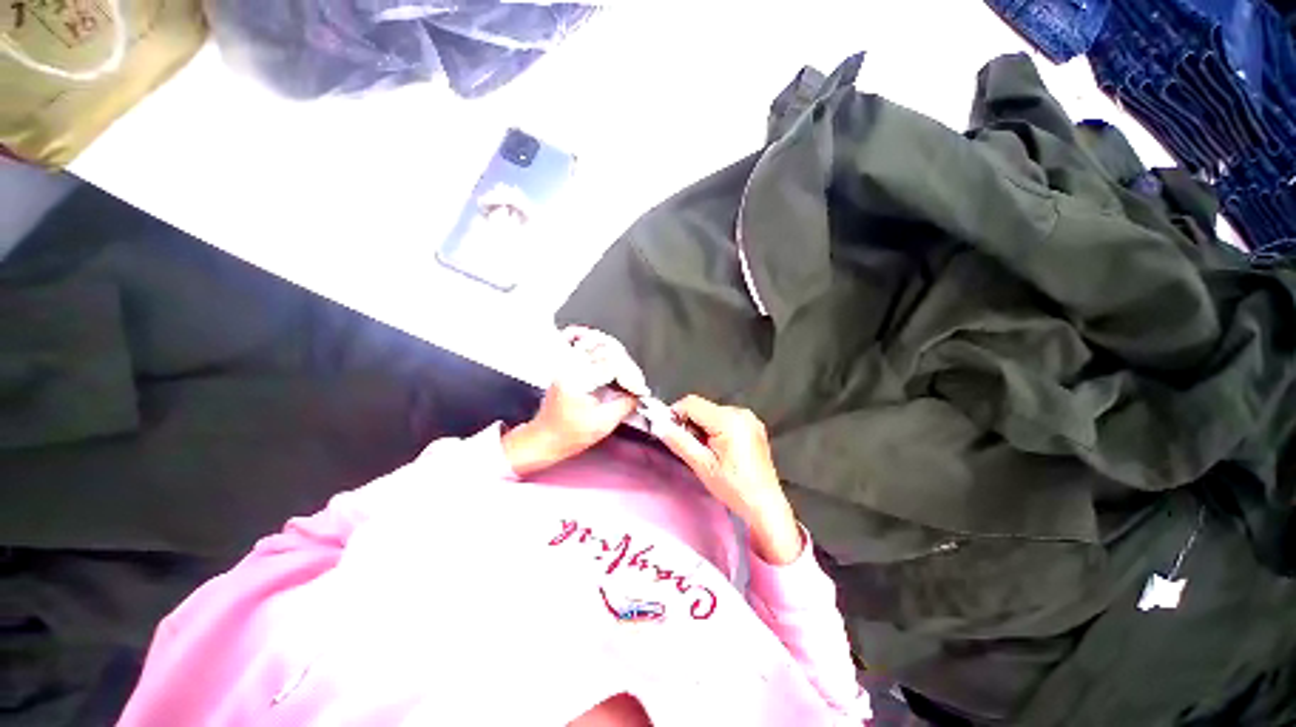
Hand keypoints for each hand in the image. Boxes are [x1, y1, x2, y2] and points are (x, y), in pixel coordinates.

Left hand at [503, 327, 641, 475]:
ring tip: (629, 374)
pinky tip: (612, 354)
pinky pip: (587, 346)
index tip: (641, 390)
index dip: (631, 376)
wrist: (544, 438)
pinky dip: (602, 347)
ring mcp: (568, 363)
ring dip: (618, 356)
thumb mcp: (603, 424)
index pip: (612, 364)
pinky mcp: (568, 365)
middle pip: (607, 350)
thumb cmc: (570, 436)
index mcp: (577, 379)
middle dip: (627, 366)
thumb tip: (638, 394)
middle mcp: (570, 365)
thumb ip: (625, 404)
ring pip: (597, 343)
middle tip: (637, 384)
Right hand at [652, 395, 803, 564]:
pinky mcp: (753, 425)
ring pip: (712, 412)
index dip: (675, 415)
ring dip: (702, 426)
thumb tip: (658, 424)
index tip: (671, 433)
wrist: (765, 505)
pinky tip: (719, 449)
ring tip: (707, 452)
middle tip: (692, 448)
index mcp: (729, 420)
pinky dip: (715, 428)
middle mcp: (740, 412)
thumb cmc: (734, 488)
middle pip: (702, 406)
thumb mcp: (702, 466)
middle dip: (690, 423)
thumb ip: (679, 441)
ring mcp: (749, 417)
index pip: (691, 403)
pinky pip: (724, 417)